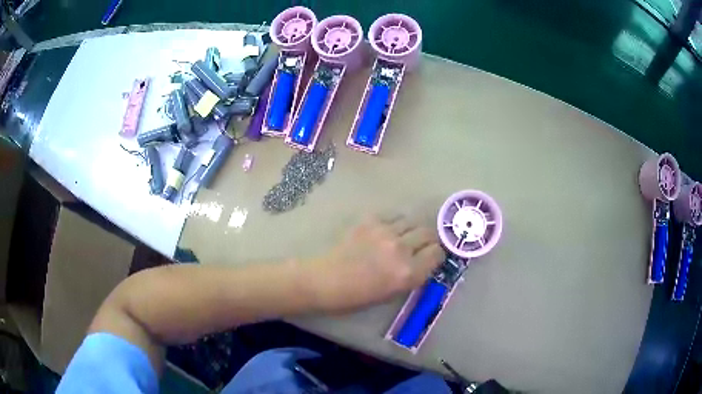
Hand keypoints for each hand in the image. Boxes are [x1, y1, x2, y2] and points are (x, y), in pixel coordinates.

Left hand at [310, 215, 444, 312]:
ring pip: (412, 221)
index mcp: (408, 273)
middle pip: (429, 233)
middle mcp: (401, 249)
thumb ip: (412, 276)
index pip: (437, 253)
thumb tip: (423, 261)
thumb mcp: (391, 294)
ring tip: (402, 236)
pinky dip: (393, 223)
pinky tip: (384, 232)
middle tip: (419, 245)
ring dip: (411, 229)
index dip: (435, 255)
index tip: (430, 257)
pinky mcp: (370, 221)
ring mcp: (385, 232)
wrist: (324, 280)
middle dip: (427, 240)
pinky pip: (392, 216)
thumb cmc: (356, 296)